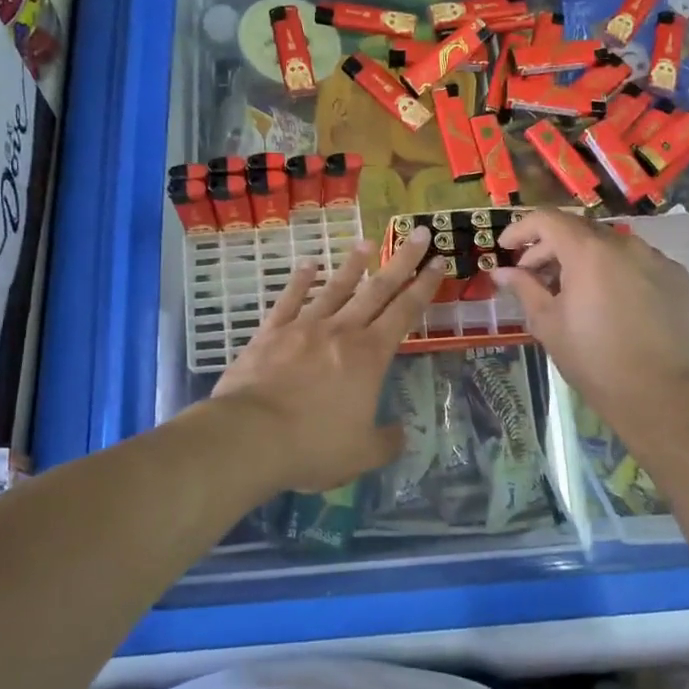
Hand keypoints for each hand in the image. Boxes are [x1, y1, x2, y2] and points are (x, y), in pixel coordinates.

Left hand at [211, 228, 442, 493]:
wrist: (250, 436)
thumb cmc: (313, 445)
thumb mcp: (362, 454)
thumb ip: (387, 441)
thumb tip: (401, 433)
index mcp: (370, 356)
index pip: (405, 313)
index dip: (424, 287)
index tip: (438, 262)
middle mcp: (341, 332)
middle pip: (377, 289)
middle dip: (401, 261)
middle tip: (418, 233)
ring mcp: (304, 327)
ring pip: (335, 288)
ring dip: (353, 265)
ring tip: (367, 243)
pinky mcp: (270, 332)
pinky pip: (289, 300)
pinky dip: (300, 281)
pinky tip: (308, 264)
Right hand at [493, 210, 688, 421]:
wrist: (660, 394)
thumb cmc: (593, 359)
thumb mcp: (548, 324)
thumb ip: (524, 289)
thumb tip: (502, 272)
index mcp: (588, 251)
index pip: (547, 219)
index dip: (521, 229)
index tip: (506, 247)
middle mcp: (624, 244)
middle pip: (578, 230)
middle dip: (550, 247)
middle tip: (533, 275)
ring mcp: (655, 258)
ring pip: (610, 244)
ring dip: (584, 258)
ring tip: (572, 289)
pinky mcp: (676, 277)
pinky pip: (637, 261)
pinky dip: (615, 270)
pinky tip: (609, 300)